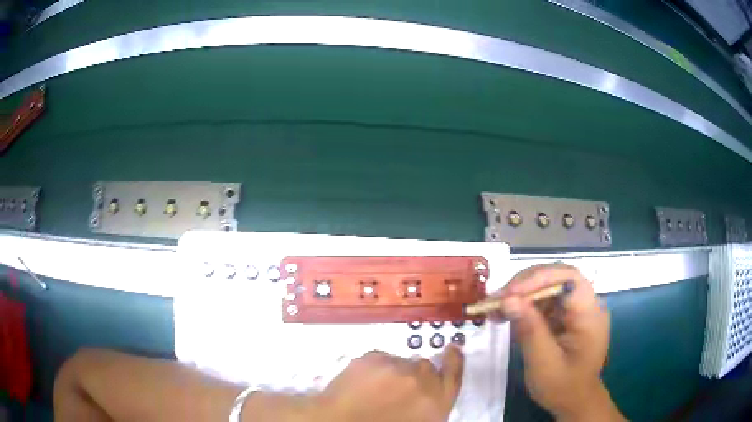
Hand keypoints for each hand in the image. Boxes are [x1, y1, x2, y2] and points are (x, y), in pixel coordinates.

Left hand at [313, 347, 463, 421]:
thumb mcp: (420, 421)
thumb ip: (431, 404)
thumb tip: (429, 393)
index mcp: (437, 401)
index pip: (453, 374)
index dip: (454, 360)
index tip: (452, 348)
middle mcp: (422, 380)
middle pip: (425, 367)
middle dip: (415, 376)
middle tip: (397, 390)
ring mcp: (396, 366)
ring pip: (400, 363)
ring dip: (393, 373)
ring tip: (375, 390)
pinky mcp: (373, 357)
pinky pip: (380, 359)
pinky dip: (375, 368)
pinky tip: (363, 384)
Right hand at [493, 263, 623, 421]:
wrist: (574, 402)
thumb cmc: (562, 387)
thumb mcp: (544, 363)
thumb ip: (530, 330)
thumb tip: (508, 299)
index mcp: (590, 314)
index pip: (569, 278)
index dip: (539, 278)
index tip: (510, 294)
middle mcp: (586, 304)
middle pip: (556, 278)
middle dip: (524, 286)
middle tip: (495, 300)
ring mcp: (576, 309)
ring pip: (547, 288)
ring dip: (520, 295)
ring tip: (493, 308)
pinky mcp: (566, 316)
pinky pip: (544, 302)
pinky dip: (523, 306)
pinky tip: (506, 315)